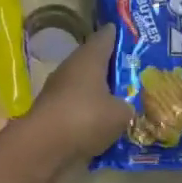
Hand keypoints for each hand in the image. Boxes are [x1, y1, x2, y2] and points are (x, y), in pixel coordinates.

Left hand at [26, 26, 132, 158]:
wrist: (44, 147)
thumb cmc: (85, 118)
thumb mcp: (120, 113)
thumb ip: (128, 106)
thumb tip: (126, 107)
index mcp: (88, 58)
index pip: (106, 37)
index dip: (120, 35)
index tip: (135, 36)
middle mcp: (71, 68)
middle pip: (95, 62)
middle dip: (114, 68)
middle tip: (137, 73)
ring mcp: (58, 91)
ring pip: (86, 86)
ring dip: (102, 93)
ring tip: (126, 101)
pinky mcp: (52, 113)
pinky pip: (79, 108)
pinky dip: (91, 113)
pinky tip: (107, 124)